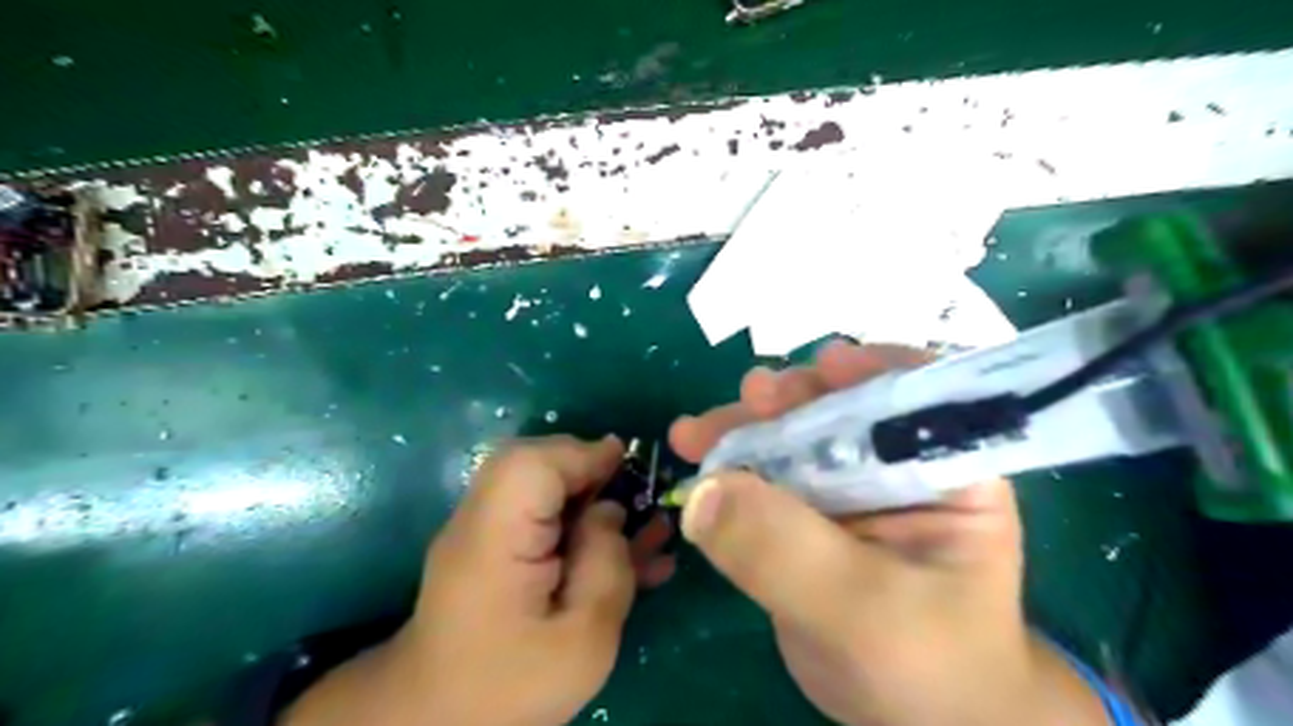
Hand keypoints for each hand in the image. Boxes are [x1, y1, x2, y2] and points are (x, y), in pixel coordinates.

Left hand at [284, 436, 677, 725]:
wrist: (438, 720)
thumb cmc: (509, 686)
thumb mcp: (581, 640)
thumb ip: (606, 567)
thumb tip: (610, 511)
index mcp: (496, 537)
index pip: (534, 463)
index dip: (584, 454)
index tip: (628, 464)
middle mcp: (483, 518)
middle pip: (535, 462)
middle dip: (590, 470)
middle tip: (634, 494)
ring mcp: (486, 530)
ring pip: (541, 484)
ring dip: (591, 494)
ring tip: (640, 522)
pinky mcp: (496, 547)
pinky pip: (540, 514)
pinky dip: (579, 518)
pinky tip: (623, 546)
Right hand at [672, 343, 1106, 724]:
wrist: (909, 719)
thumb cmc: (926, 666)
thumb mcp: (864, 612)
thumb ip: (787, 551)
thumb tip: (704, 491)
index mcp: (947, 470)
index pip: (921, 397)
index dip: (874, 371)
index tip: (826, 365)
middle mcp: (895, 464)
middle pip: (841, 407)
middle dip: (792, 398)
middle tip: (750, 397)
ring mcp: (844, 487)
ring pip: (791, 437)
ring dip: (744, 427)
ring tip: (697, 431)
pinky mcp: (805, 512)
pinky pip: (763, 476)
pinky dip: (726, 466)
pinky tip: (694, 458)